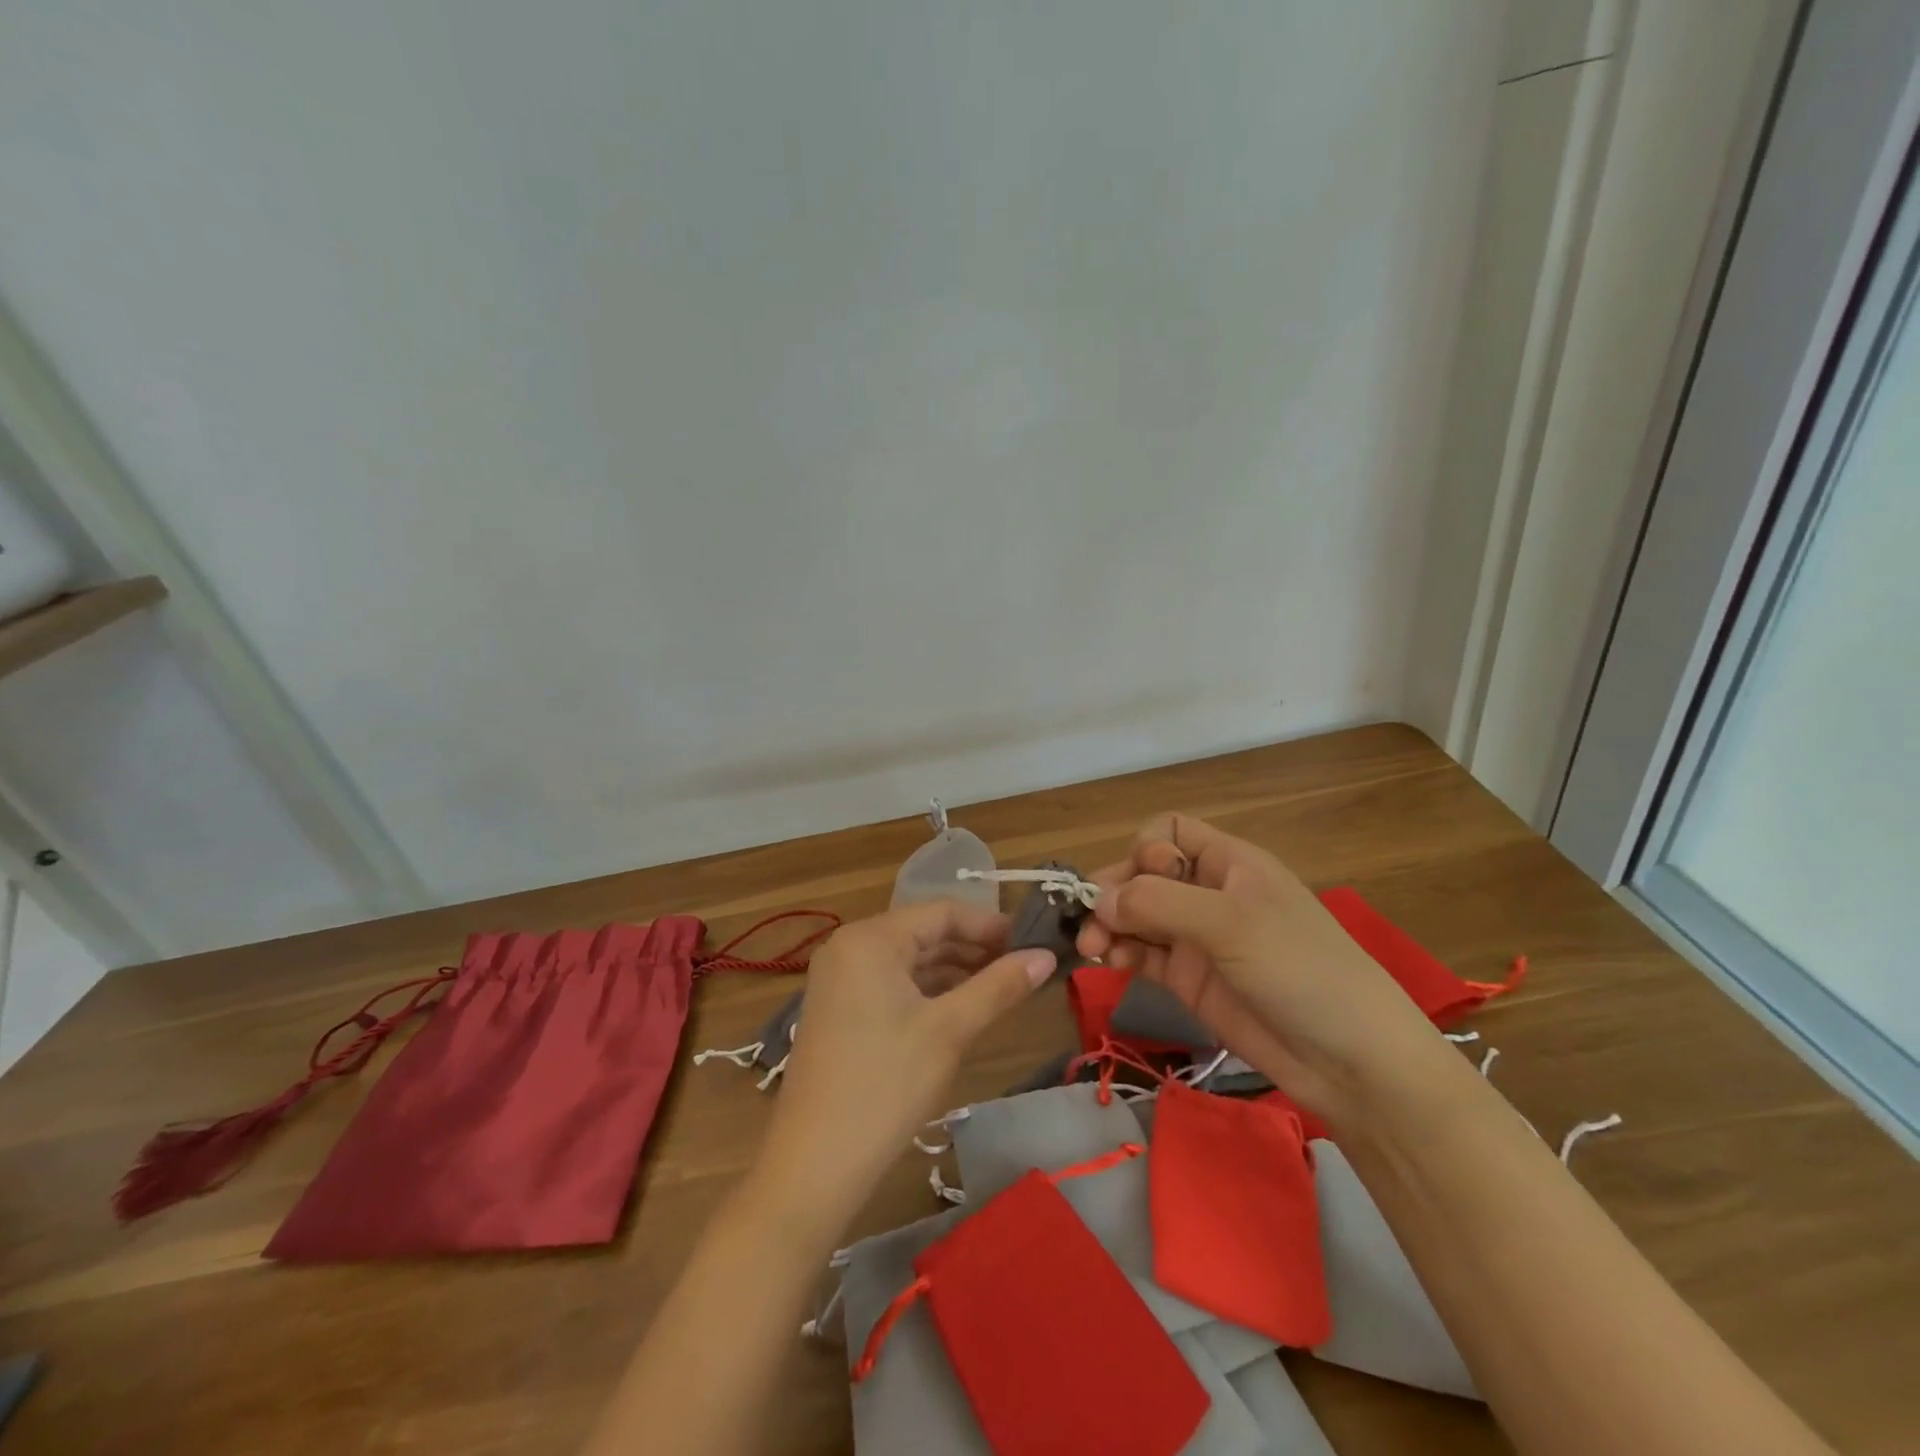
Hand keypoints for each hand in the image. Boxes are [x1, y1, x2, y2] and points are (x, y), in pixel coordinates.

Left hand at [756, 900, 1053, 1226]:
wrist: (814, 1165)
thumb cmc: (886, 1086)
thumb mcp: (950, 1031)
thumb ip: (999, 986)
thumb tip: (1046, 956)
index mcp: (870, 938)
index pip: (941, 911)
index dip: (990, 924)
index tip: (1032, 942)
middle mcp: (849, 946)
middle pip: (924, 932)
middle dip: (974, 948)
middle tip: (1023, 967)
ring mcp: (840, 979)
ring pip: (910, 960)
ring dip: (954, 970)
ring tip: (1002, 987)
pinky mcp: (839, 1009)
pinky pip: (892, 983)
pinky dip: (928, 990)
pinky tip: (962, 1007)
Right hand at [1075, 814, 1436, 1121]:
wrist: (1350, 1060)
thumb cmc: (1299, 968)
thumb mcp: (1231, 923)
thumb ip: (1159, 904)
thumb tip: (1097, 900)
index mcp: (1228, 863)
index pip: (1170, 832)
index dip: (1147, 849)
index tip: (1141, 881)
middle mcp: (1207, 893)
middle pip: (1143, 874)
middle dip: (1114, 891)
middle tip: (1089, 922)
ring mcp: (1196, 938)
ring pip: (1136, 915)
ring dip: (1109, 925)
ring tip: (1093, 948)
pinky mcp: (1188, 979)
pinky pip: (1142, 954)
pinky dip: (1121, 954)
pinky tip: (1112, 964)